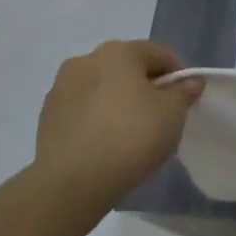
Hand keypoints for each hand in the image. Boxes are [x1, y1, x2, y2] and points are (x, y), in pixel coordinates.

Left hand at [34, 40, 204, 200]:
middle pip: (128, 68)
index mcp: (119, 52)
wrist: (72, 184)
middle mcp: (86, 60)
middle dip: (146, 87)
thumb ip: (184, 92)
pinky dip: (97, 119)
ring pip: (103, 88)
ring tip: (130, 134)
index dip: (179, 75)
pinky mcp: (47, 117)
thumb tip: (189, 82)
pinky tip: (106, 144)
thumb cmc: (131, 137)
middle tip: (160, 117)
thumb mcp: (173, 114)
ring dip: (118, 102)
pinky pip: (83, 110)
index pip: (160, 54)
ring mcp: (61, 88)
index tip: (185, 101)